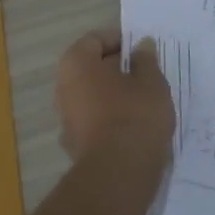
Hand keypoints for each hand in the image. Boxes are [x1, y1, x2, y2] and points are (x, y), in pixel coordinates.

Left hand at [54, 28, 174, 161]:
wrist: (119, 174)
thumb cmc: (135, 115)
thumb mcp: (151, 81)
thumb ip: (146, 60)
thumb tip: (141, 45)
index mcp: (76, 64)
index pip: (95, 39)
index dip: (120, 41)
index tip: (143, 51)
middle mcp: (63, 88)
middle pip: (91, 69)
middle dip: (117, 69)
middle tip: (147, 75)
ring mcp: (66, 119)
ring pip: (93, 96)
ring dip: (115, 95)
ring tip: (145, 101)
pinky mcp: (75, 145)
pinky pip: (95, 121)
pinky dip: (111, 119)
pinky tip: (135, 126)